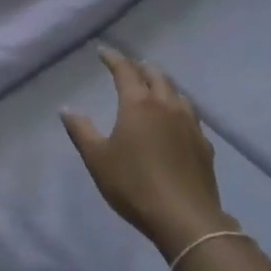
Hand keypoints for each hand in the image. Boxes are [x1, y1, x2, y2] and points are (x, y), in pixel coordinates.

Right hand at [62, 47, 237, 260]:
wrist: (185, 218)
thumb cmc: (134, 184)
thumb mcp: (97, 158)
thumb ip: (81, 130)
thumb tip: (66, 109)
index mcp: (138, 103)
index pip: (125, 71)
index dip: (113, 58)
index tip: (103, 52)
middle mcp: (166, 105)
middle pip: (155, 75)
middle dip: (140, 68)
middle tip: (129, 68)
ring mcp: (190, 124)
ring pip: (177, 93)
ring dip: (163, 85)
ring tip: (154, 88)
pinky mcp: (204, 145)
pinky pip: (190, 115)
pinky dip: (178, 109)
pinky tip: (176, 121)